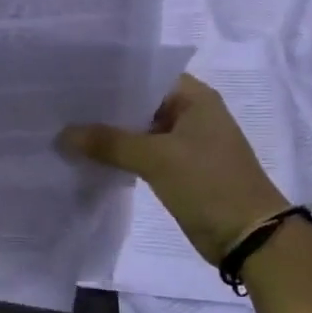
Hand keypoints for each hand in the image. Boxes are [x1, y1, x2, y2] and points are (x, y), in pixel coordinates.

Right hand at [58, 74, 287, 264]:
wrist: (249, 238)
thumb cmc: (209, 184)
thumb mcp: (157, 158)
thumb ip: (109, 143)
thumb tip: (64, 134)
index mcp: (195, 97)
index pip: (145, 74)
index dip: (110, 77)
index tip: (73, 80)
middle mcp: (191, 114)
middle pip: (140, 103)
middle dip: (105, 108)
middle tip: (62, 107)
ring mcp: (186, 143)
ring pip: (140, 131)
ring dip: (111, 134)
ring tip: (67, 130)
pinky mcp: (180, 170)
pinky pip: (144, 154)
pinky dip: (122, 156)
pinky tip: (90, 158)